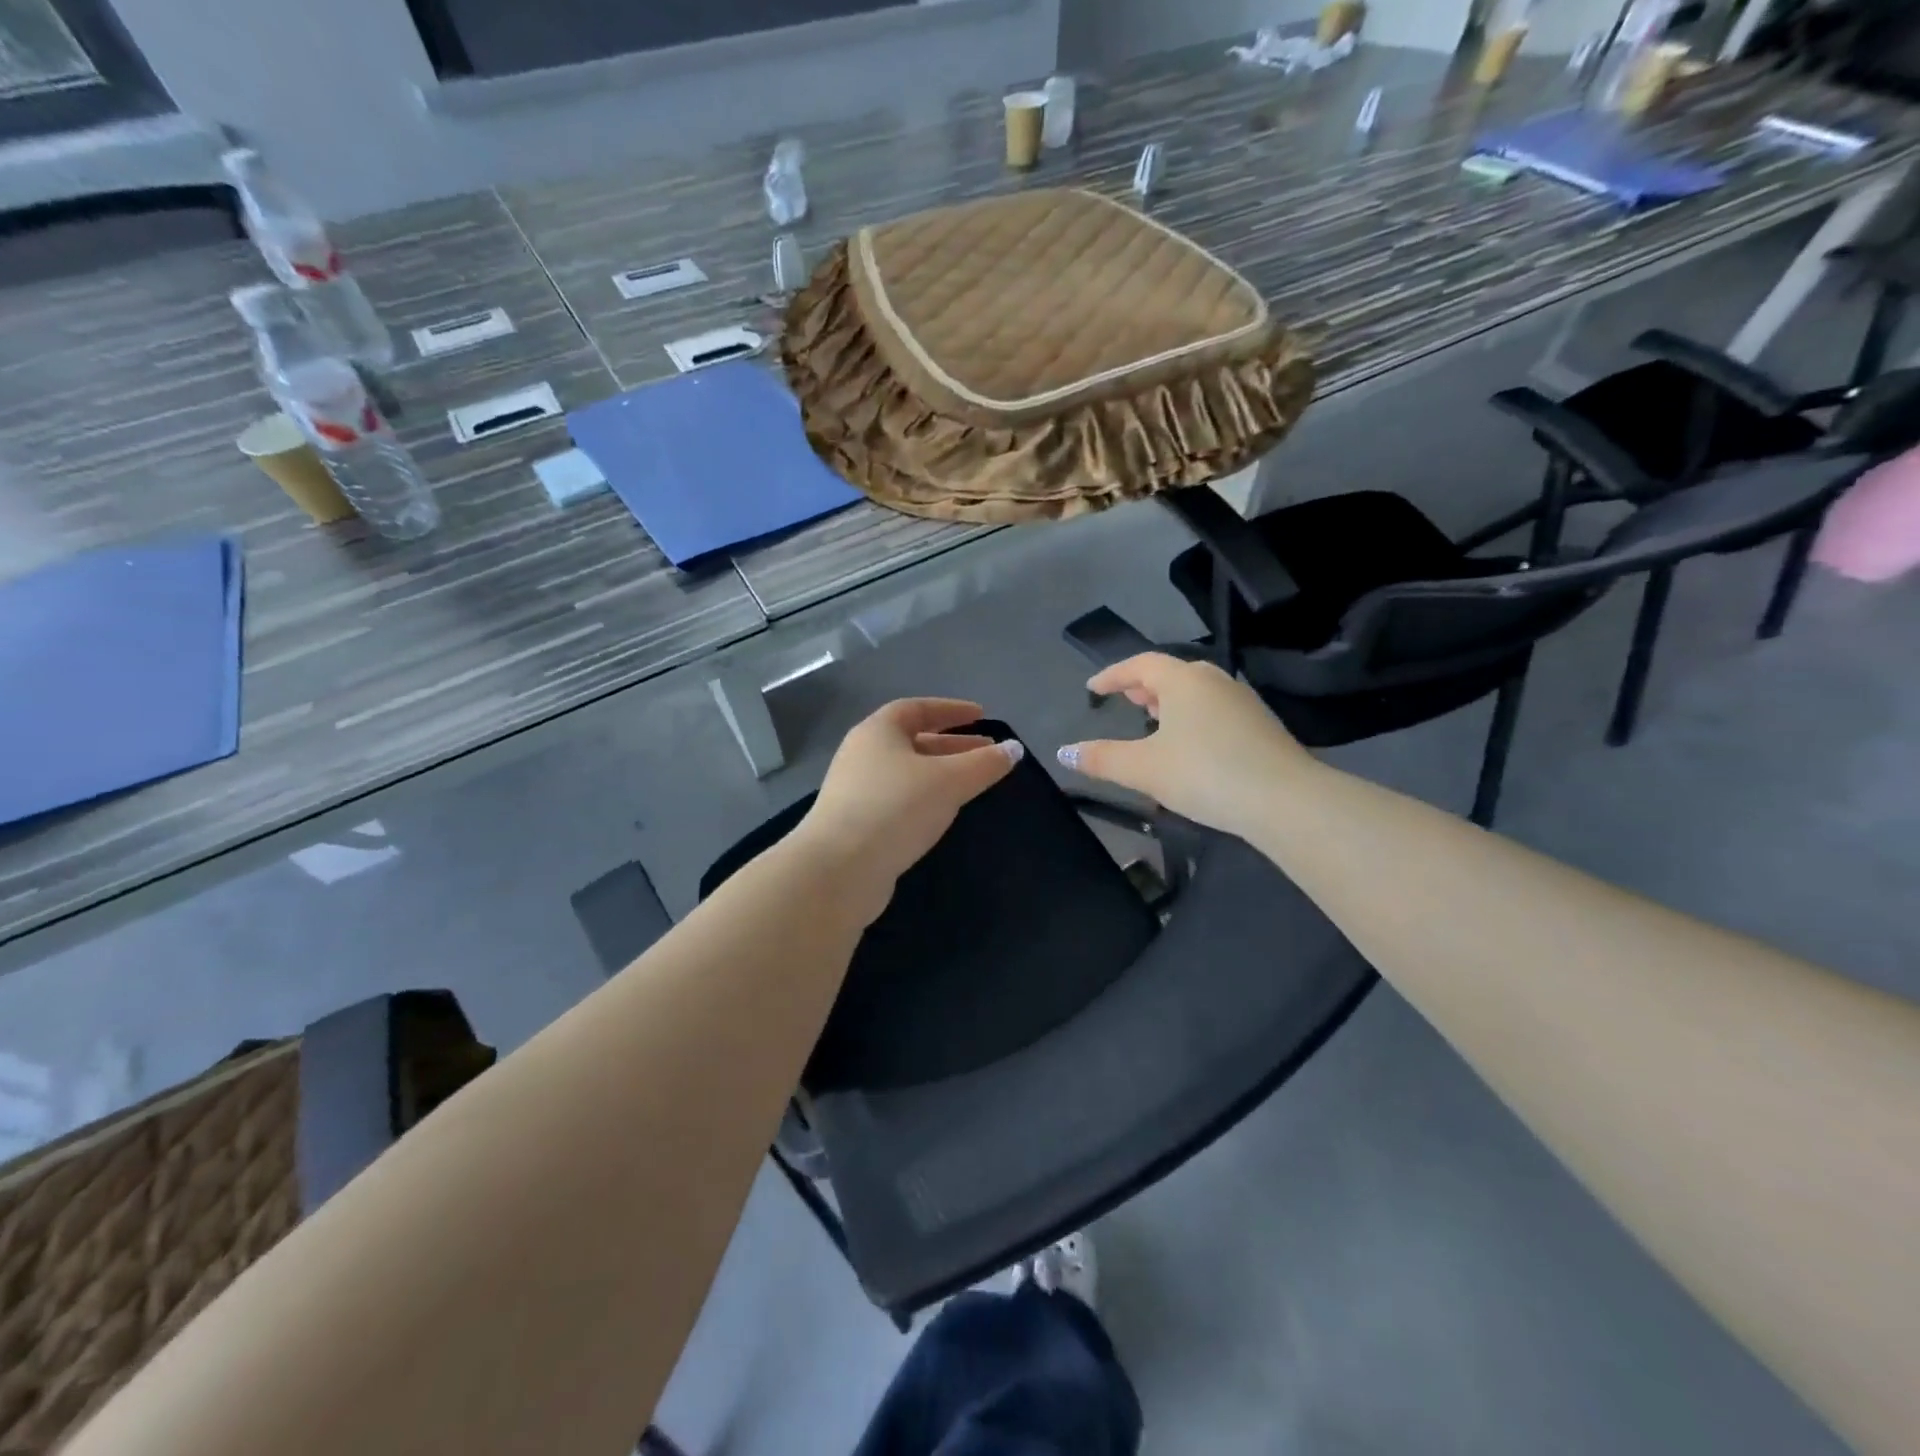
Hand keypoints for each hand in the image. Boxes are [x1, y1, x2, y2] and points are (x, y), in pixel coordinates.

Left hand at [794, 698, 1023, 924]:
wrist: (838, 870)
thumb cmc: (895, 809)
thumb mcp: (949, 781)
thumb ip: (984, 764)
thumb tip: (1014, 749)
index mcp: (878, 731)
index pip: (917, 708)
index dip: (951, 710)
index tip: (981, 716)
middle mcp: (862, 754)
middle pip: (913, 740)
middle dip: (952, 745)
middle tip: (986, 753)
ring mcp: (856, 791)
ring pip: (907, 773)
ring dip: (940, 774)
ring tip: (971, 784)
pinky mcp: (856, 823)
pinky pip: (898, 799)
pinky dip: (924, 798)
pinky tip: (942, 814)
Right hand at [1056, 653, 1314, 838]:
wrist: (1285, 800)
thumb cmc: (1205, 774)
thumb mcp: (1143, 769)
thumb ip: (1102, 758)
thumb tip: (1064, 752)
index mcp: (1183, 680)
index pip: (1140, 664)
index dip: (1112, 675)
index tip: (1092, 689)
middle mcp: (1214, 680)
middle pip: (1171, 673)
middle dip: (1143, 686)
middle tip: (1125, 700)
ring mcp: (1242, 701)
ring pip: (1196, 691)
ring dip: (1170, 701)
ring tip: (1153, 721)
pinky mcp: (1261, 725)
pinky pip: (1215, 709)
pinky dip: (1193, 716)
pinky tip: (1191, 744)